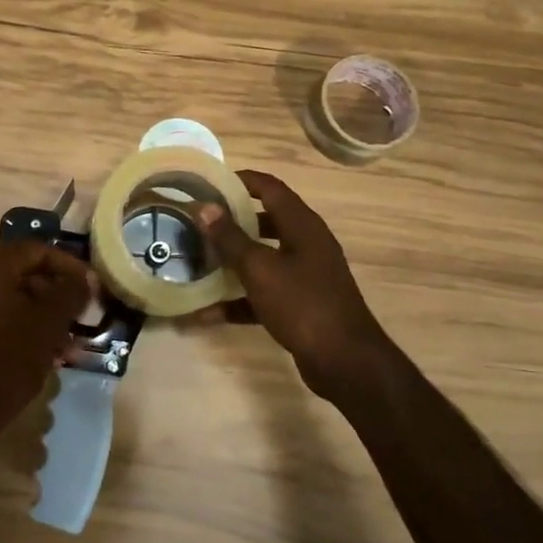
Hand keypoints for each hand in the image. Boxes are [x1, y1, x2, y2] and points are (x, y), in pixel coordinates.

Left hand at [0, 241, 93, 422]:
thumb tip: (85, 278)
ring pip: (15, 296)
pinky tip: (49, 350)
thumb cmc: (11, 355)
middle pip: (26, 273)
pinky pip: (0, 313)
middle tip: (83, 314)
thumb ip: (72, 291)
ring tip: (70, 340)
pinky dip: (24, 324)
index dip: (71, 268)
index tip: (93, 287)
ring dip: (44, 314)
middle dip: (58, 295)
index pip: (40, 251)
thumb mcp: (51, 320)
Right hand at [198, 171, 395, 401]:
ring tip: (197, 260)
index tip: (209, 182)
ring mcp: (305, 275)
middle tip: (198, 221)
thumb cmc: (303, 305)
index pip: (270, 187)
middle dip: (231, 221)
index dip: (241, 180)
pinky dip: (239, 299)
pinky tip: (207, 312)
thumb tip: (205, 207)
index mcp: (302, 225)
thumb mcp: (260, 269)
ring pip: (262, 258)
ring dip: (232, 260)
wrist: (345, 362)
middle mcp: (306, 244)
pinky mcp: (300, 304)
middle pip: (265, 221)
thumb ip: (231, 238)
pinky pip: (263, 293)